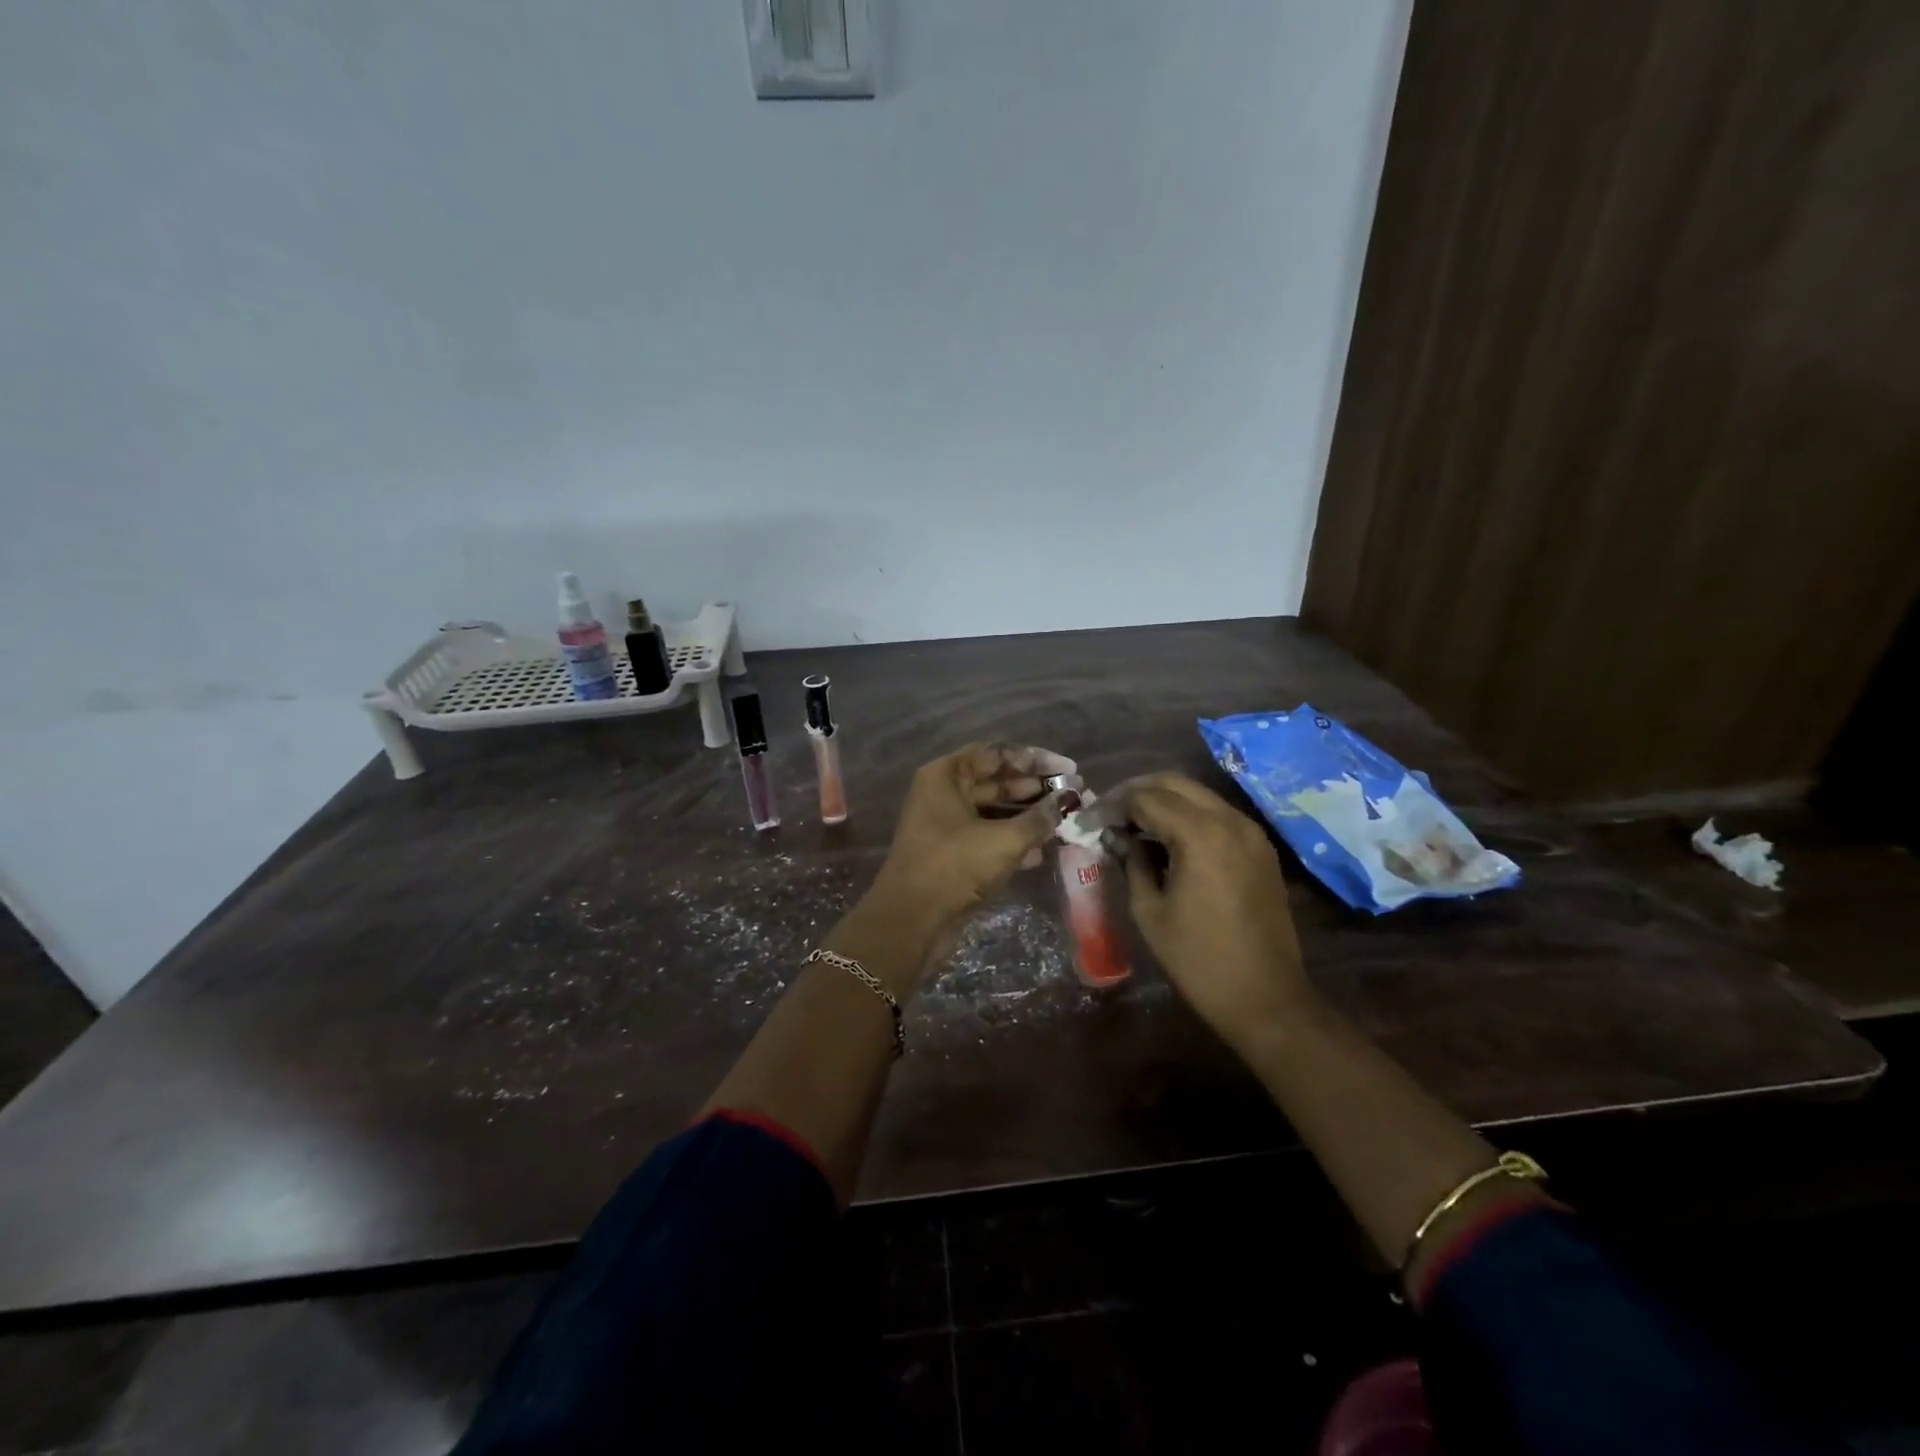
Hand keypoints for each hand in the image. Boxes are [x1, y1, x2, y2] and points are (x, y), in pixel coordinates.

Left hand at [862, 742, 1075, 948]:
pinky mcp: (952, 854)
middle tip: (1073, 795)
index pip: (994, 753)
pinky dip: (1014, 840)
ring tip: (1065, 820)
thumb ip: (1040, 818)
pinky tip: (1044, 851)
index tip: (1066, 770)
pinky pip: (988, 837)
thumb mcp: (1004, 840)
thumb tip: (1069, 801)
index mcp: (946, 776)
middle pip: (995, 780)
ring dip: (1028, 816)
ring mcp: (946, 825)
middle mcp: (943, 794)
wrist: (912, 921)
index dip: (1032, 759)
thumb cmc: (954, 866)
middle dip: (1035, 788)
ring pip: (994, 811)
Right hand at [1122, 773, 1312, 1053]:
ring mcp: (1251, 832)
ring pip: (1198, 795)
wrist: (1266, 998)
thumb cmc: (1198, 959)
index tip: (1089, 821)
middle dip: (1137, 792)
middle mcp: (1229, 820)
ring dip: (1163, 801)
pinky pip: (1218, 814)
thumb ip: (1132, 863)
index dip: (1112, 805)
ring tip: (1134, 825)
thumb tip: (1117, 837)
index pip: (1146, 798)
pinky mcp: (1261, 848)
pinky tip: (1168, 839)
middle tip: (1109, 814)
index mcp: (1200, 834)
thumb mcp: (1150, 911)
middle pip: (1174, 783)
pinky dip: (1188, 815)